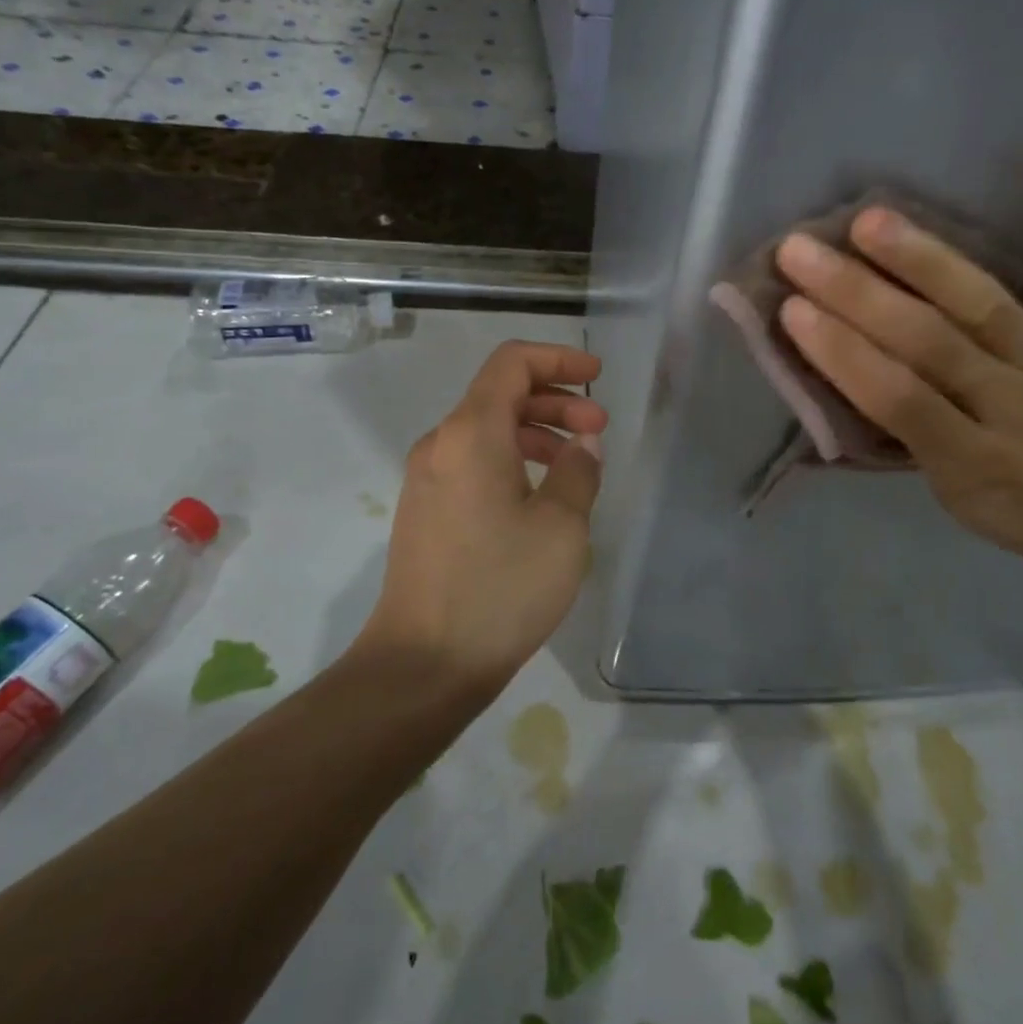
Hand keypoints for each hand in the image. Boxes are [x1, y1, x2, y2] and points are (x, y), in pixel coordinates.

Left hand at [362, 341, 606, 691]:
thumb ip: (579, 472)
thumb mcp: (561, 528)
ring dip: (535, 434)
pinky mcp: (425, 511)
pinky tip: (541, 499)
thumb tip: (582, 445)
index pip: (512, 363)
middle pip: (499, 394)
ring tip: (576, 466)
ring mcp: (427, 479)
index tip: (596, 377)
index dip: (558, 359)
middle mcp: (441, 445)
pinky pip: (472, 463)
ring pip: (486, 431)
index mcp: (471, 434)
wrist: (423, 664)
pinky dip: (512, 461)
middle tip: (599, 429)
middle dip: (555, 402)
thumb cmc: (500, 588)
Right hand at [774, 205, 1022, 594]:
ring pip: (989, 307)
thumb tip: (853, 365)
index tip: (790, 308)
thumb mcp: (954, 498)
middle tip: (800, 250)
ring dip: (927, 261)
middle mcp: (1022, 410)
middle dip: (856, 294)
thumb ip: (912, 436)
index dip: (843, 353)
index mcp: (976, 462)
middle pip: (930, 342)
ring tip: (871, 220)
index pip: (898, 398)